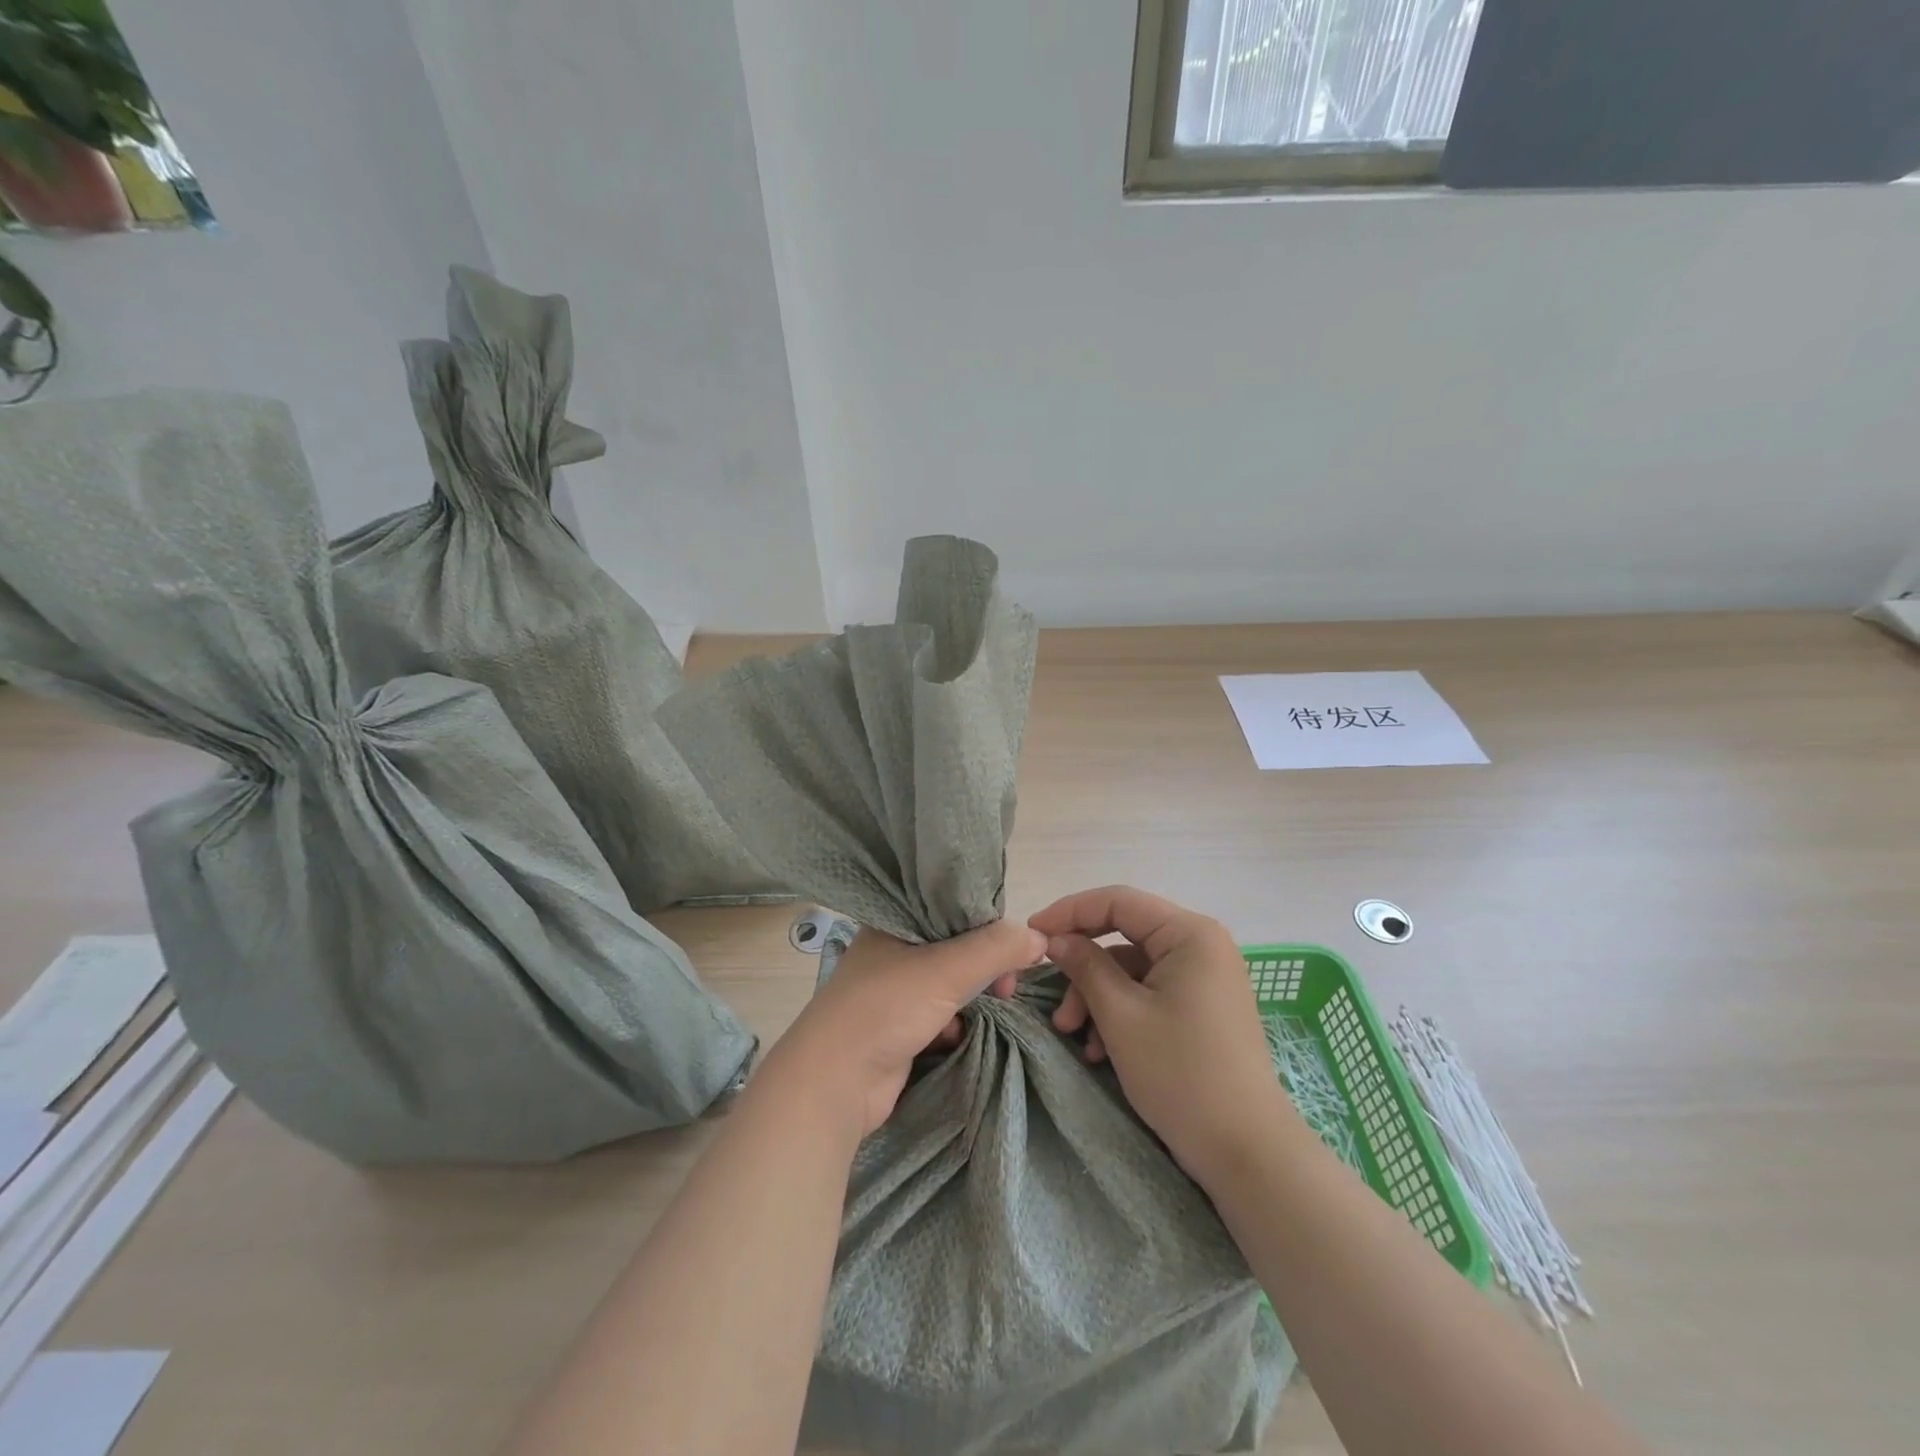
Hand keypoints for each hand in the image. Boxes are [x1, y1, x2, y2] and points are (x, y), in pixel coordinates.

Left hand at [766, 921, 1046, 1136]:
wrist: (834, 1083)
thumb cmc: (884, 1009)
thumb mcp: (945, 969)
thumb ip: (995, 949)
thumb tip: (1041, 939)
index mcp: (893, 921)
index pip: (950, 906)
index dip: (986, 921)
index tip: (1014, 945)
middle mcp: (891, 949)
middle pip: (954, 945)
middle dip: (984, 964)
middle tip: (1006, 985)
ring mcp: (892, 990)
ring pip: (948, 981)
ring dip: (971, 993)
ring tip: (992, 1003)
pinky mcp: (897, 1026)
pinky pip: (938, 1012)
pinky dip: (953, 1021)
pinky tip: (956, 1033)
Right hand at [1030, 886, 1289, 1184]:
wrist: (1246, 1152)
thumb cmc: (1181, 1073)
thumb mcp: (1121, 1015)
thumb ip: (1085, 966)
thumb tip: (1055, 938)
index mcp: (1189, 933)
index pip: (1117, 901)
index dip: (1069, 912)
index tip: (1031, 933)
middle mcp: (1201, 945)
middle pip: (1123, 936)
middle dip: (1082, 968)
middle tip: (1051, 996)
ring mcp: (1203, 978)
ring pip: (1131, 969)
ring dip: (1096, 998)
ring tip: (1073, 1036)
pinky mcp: (1201, 1007)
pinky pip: (1149, 993)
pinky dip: (1120, 1013)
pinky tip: (1099, 1050)